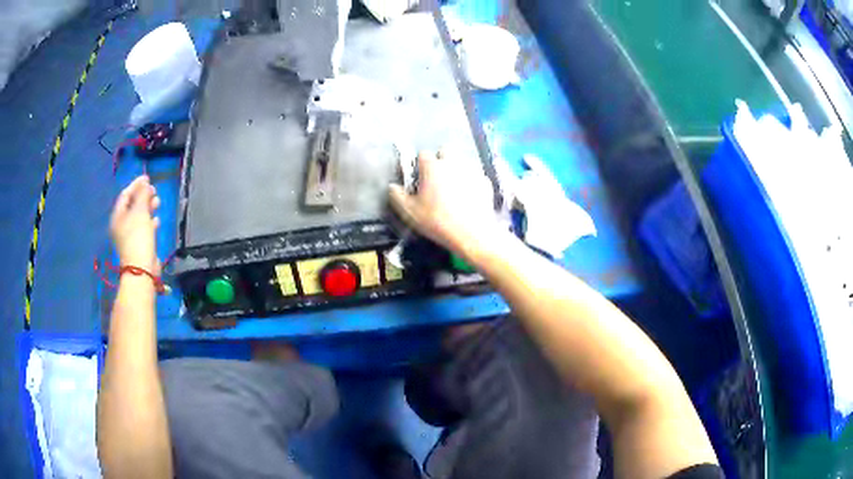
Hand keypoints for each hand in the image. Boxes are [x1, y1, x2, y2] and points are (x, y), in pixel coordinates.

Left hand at [110, 176, 160, 273]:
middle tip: (154, 190)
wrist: (142, 269)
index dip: (136, 185)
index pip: (125, 195)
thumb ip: (143, 195)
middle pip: (131, 205)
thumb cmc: (138, 237)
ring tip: (158, 202)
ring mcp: (129, 236)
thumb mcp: (140, 212)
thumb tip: (145, 183)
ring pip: (138, 217)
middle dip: (143, 196)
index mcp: (118, 216)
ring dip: (148, 208)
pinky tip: (157, 220)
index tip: (148, 178)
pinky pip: (143, 228)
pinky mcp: (137, 245)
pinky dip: (149, 221)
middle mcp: (121, 225)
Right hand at [389, 150, 504, 256]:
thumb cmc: (437, 221)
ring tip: (454, 189)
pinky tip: (469, 196)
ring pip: (461, 161)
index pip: (423, 154)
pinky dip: (471, 181)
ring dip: (456, 169)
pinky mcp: (485, 181)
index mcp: (432, 167)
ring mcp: (471, 170)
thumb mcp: (409, 212)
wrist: (472, 233)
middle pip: (445, 151)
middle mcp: (452, 162)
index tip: (420, 178)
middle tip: (437, 180)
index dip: (420, 165)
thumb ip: (397, 196)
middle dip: (441, 161)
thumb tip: (392, 187)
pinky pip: (475, 175)